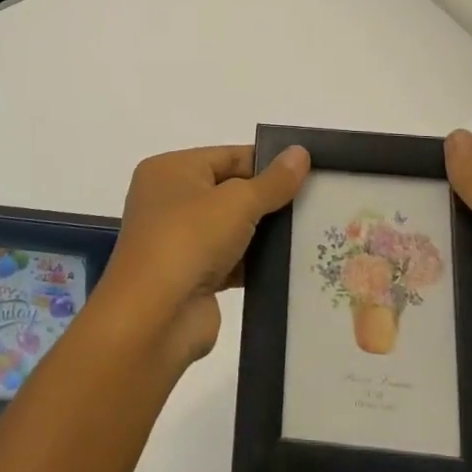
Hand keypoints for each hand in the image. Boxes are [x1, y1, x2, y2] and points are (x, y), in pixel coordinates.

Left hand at [98, 145, 309, 367]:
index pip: (228, 156)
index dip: (268, 162)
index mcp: (170, 170)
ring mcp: (180, 241)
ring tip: (315, 229)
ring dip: (266, 232)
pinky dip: (256, 261)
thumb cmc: (188, 241)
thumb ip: (273, 181)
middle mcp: (170, 200)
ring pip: (233, 227)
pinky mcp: (194, 276)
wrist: (154, 320)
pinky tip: (294, 262)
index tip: (310, 169)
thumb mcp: (237, 202)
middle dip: (270, 198)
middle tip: (318, 199)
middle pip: (231, 190)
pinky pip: (233, 260)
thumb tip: (300, 152)